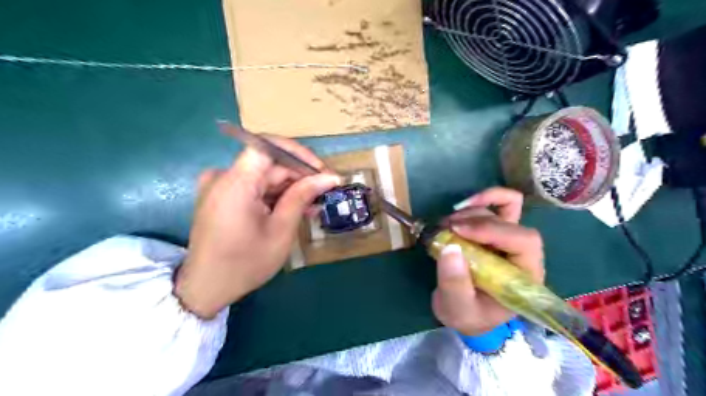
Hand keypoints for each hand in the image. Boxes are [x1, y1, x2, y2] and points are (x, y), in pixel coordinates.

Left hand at [174, 135, 338, 318]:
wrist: (206, 288)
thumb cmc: (245, 263)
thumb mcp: (281, 230)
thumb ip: (302, 197)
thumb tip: (330, 177)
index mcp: (235, 183)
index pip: (268, 146)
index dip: (298, 153)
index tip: (320, 171)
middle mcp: (223, 177)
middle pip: (268, 163)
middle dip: (299, 175)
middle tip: (324, 192)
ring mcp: (220, 186)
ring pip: (264, 175)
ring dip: (290, 187)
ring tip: (314, 204)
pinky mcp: (221, 196)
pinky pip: (254, 187)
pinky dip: (275, 195)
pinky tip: (294, 208)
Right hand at [433, 187, 541, 334]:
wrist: (466, 313)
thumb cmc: (468, 316)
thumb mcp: (458, 309)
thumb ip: (455, 284)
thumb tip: (450, 247)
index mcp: (525, 275)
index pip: (524, 242)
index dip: (492, 230)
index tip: (458, 231)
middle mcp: (522, 254)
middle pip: (511, 221)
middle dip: (476, 220)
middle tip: (445, 228)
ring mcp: (508, 240)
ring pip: (499, 210)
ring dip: (469, 212)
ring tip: (444, 226)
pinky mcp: (494, 232)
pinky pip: (499, 205)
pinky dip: (480, 200)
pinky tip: (459, 209)